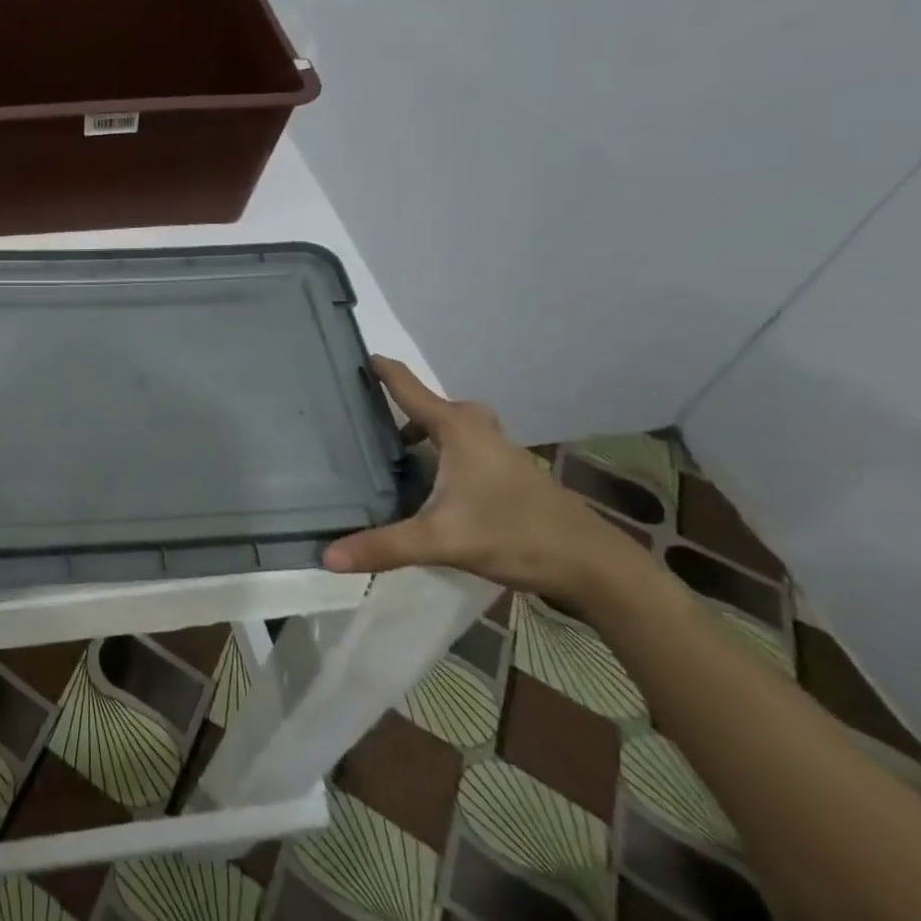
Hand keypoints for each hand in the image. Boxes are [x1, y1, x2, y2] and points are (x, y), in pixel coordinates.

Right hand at [321, 356, 643, 608]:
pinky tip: (427, 483)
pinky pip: (462, 446)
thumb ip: (384, 546)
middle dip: (397, 406)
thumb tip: (328, 556)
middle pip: (429, 406)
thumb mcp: (441, 541)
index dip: (382, 370)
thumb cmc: (514, 535)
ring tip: (388, 453)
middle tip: (361, 416)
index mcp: (457, 429)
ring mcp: (497, 450)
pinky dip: (439, 451)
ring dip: (420, 432)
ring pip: (449, 427)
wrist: (593, 566)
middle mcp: (476, 429)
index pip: (408, 387)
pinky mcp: (507, 472)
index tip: (355, 354)